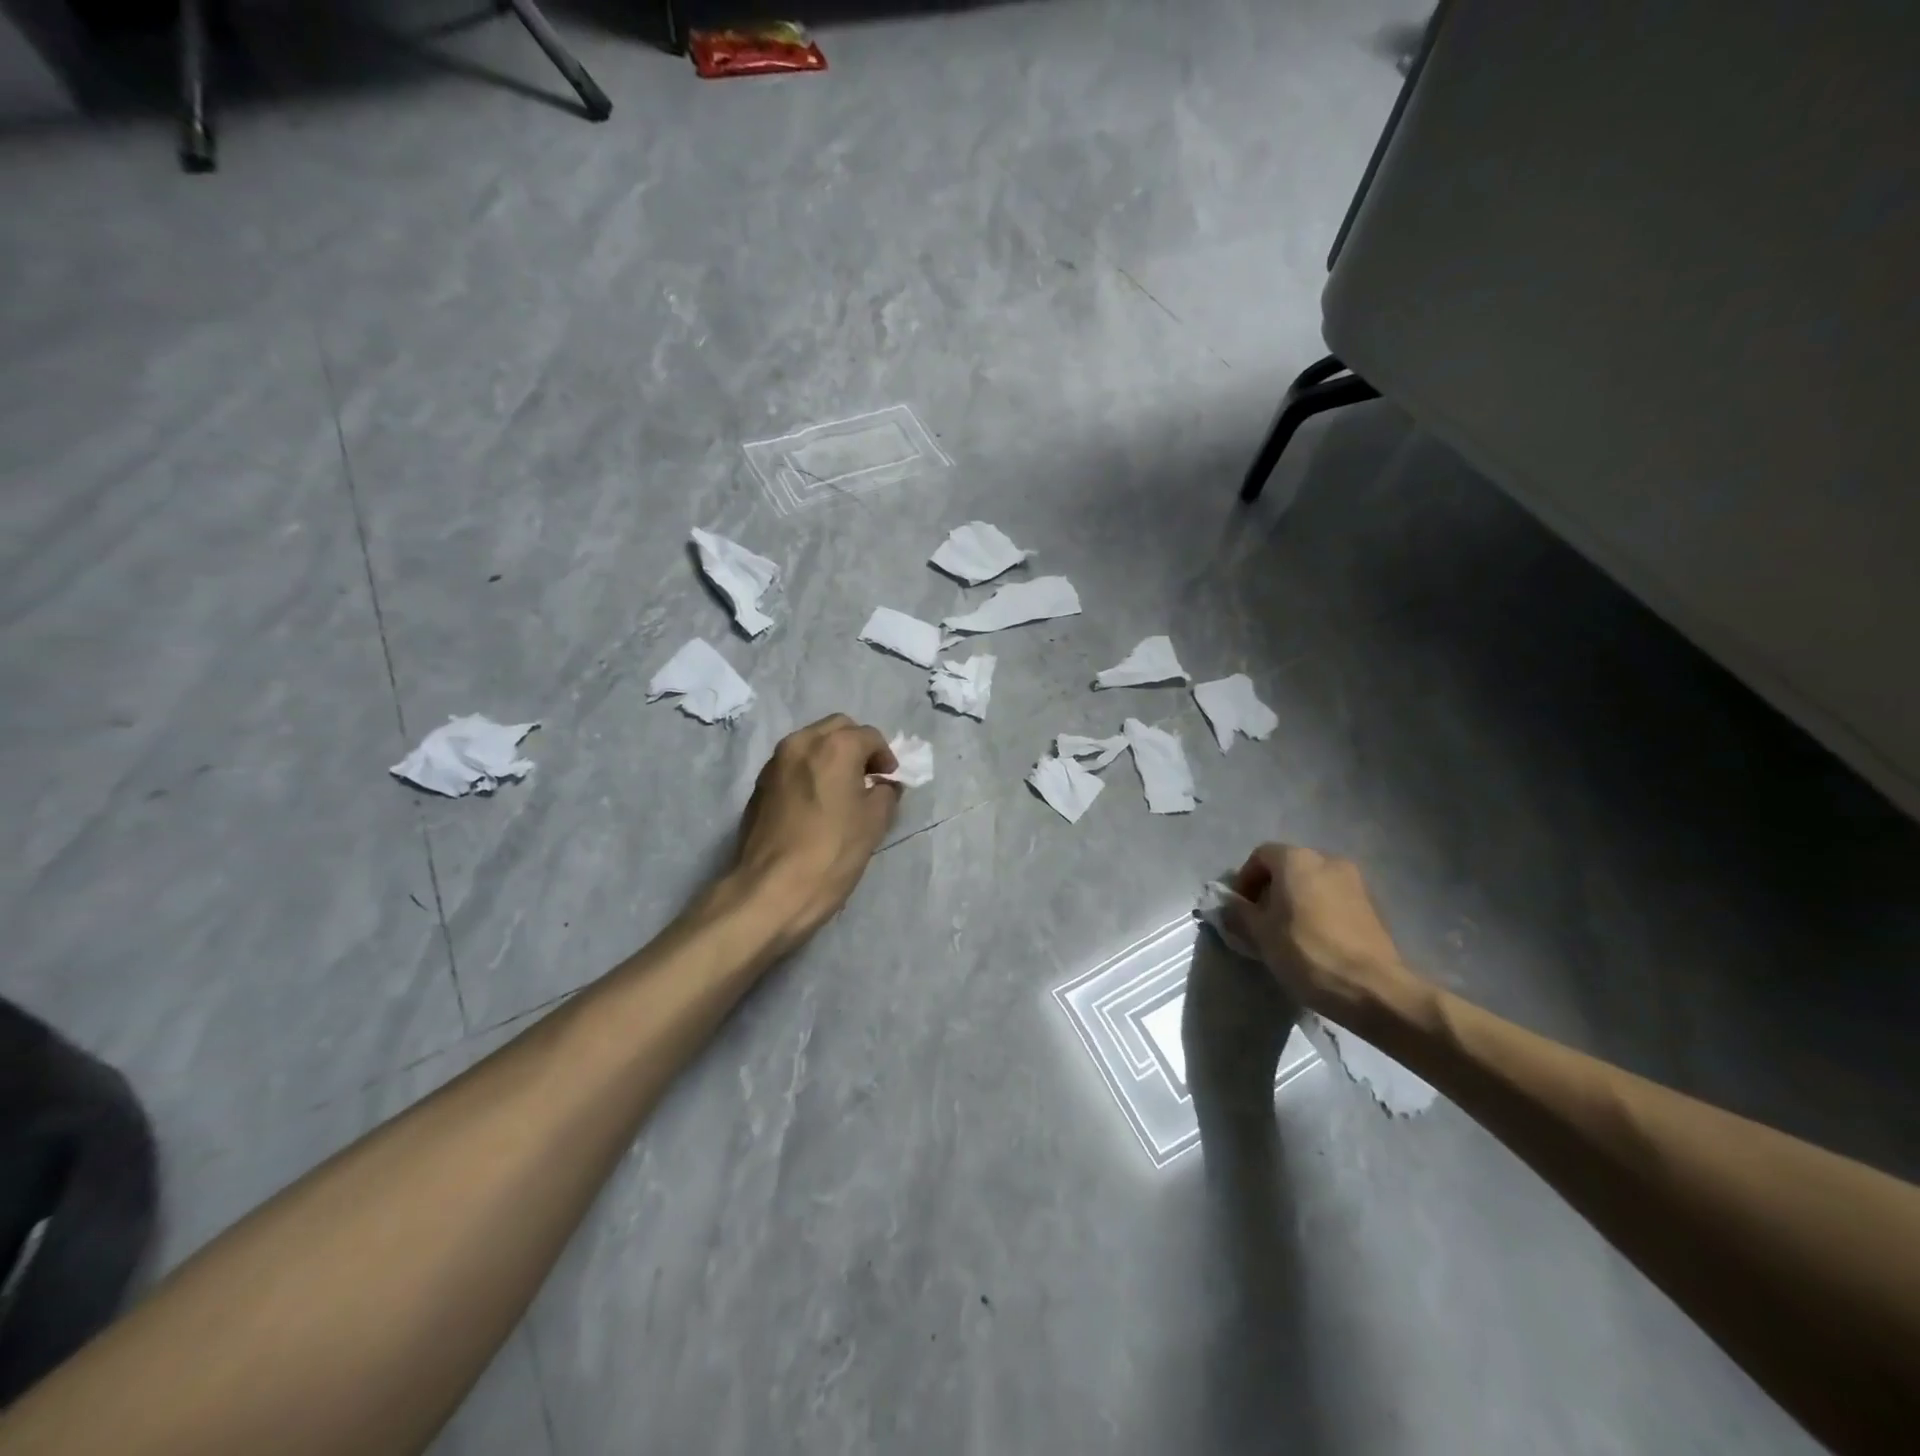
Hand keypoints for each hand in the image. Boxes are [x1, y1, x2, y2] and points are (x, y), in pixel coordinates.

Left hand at [732, 715, 901, 949]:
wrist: (770, 890)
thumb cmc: (831, 853)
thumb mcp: (874, 824)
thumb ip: (886, 793)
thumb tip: (884, 785)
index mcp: (834, 746)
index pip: (870, 736)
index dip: (886, 757)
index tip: (890, 782)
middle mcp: (801, 743)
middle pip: (838, 728)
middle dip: (857, 747)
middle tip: (868, 779)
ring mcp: (775, 762)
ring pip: (812, 743)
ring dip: (831, 757)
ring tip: (842, 791)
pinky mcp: (759, 784)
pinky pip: (793, 764)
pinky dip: (810, 771)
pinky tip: (817, 803)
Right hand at [1228, 844, 1428, 1029]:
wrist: (1373, 988)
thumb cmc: (1307, 952)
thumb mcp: (1260, 934)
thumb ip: (1238, 913)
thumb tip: (1227, 905)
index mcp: (1297, 860)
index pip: (1260, 856)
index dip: (1244, 880)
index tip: (1240, 909)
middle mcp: (1328, 860)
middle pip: (1288, 867)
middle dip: (1270, 890)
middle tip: (1260, 921)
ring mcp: (1354, 882)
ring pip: (1312, 883)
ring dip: (1295, 901)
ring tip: (1287, 932)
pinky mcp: (1372, 906)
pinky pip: (1333, 899)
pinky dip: (1318, 911)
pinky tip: (1314, 940)